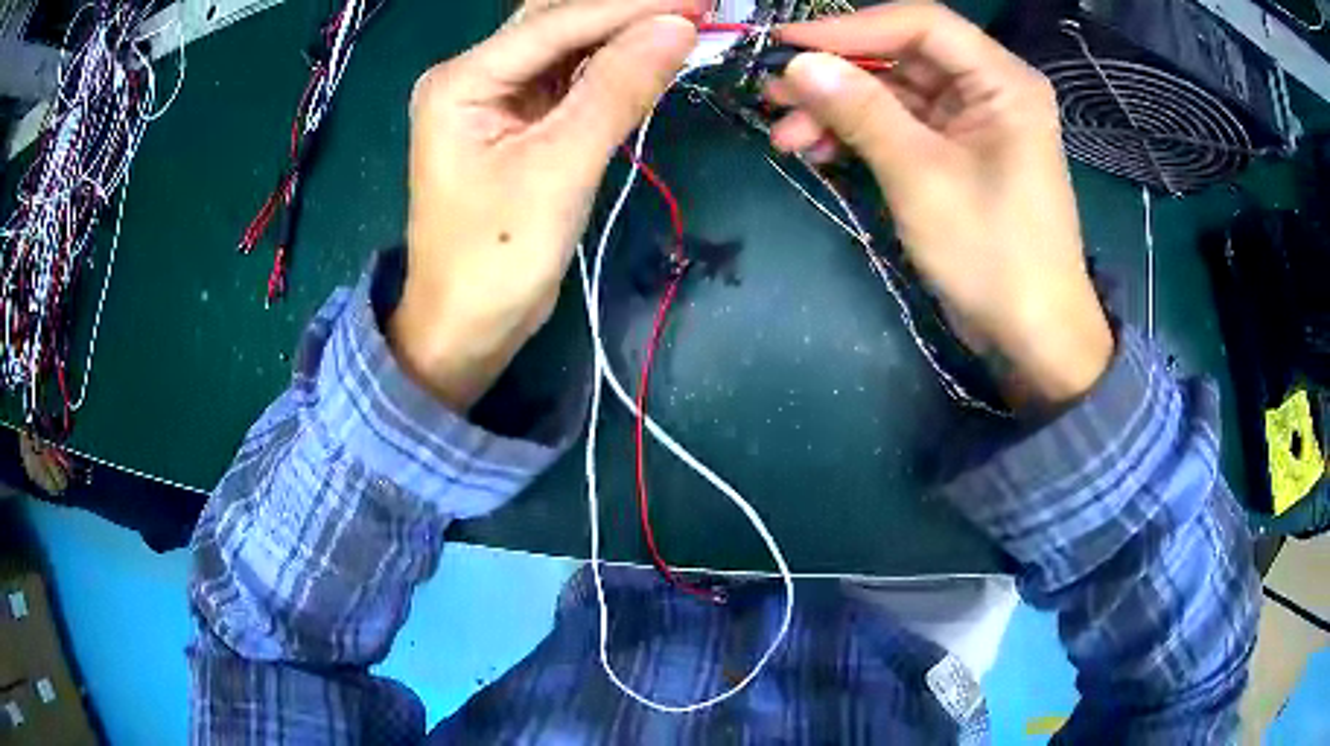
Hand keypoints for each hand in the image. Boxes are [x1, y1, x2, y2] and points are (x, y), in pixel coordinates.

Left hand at [389, 0, 699, 410]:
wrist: (465, 328)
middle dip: (626, 12)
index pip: (557, 22)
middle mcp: (472, 76)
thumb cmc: (497, 259)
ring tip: (686, 25)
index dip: (632, 7)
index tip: (699, 1)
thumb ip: (617, 90)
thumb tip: (679, 27)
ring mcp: (492, 98)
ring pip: (566, 46)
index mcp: (461, 81)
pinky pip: (568, 79)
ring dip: (623, 35)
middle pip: (556, 22)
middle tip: (697, 7)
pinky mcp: (514, 122)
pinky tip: (649, 59)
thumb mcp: (559, 170)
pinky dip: (610, 68)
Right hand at [767, 2, 1112, 407]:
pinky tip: (818, 150)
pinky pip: (901, 127)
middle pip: (902, 57)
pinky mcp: (958, 154)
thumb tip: (798, 63)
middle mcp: (989, 89)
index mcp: (1002, 81)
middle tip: (774, 93)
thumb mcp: (922, 177)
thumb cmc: (994, 255)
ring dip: (840, 109)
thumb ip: (861, 111)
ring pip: (894, 94)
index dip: (850, 27)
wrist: (1034, 337)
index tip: (787, 44)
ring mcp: (973, 123)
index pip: (920, 24)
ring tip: (786, 135)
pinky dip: (860, 136)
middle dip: (837, 74)